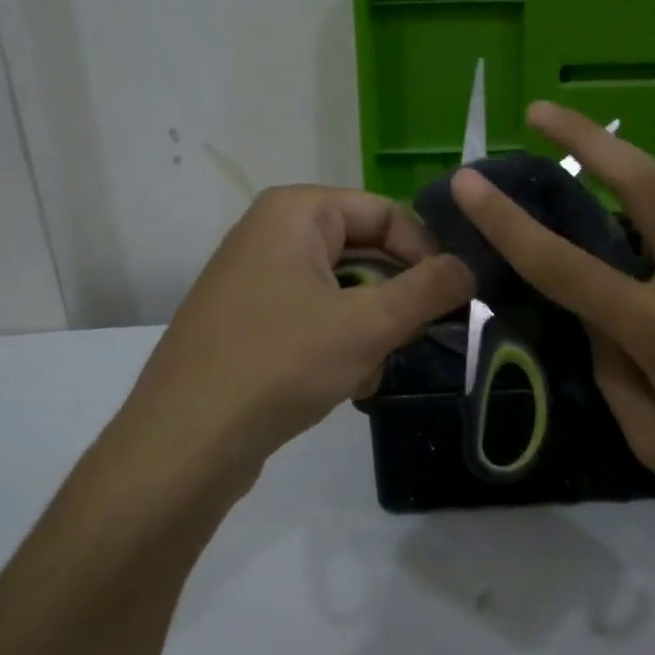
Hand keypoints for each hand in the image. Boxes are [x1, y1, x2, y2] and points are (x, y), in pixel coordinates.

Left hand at [119, 186, 472, 489]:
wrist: (185, 442)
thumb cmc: (280, 363)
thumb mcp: (368, 324)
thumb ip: (429, 289)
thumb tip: (468, 268)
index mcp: (295, 212)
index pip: (385, 212)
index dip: (427, 251)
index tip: (456, 297)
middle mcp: (272, 232)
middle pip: (365, 251)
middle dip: (396, 298)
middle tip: (421, 335)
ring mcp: (256, 278)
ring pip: (343, 289)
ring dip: (371, 328)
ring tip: (373, 368)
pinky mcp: (250, 320)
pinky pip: (314, 316)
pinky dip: (339, 344)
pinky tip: (345, 384)